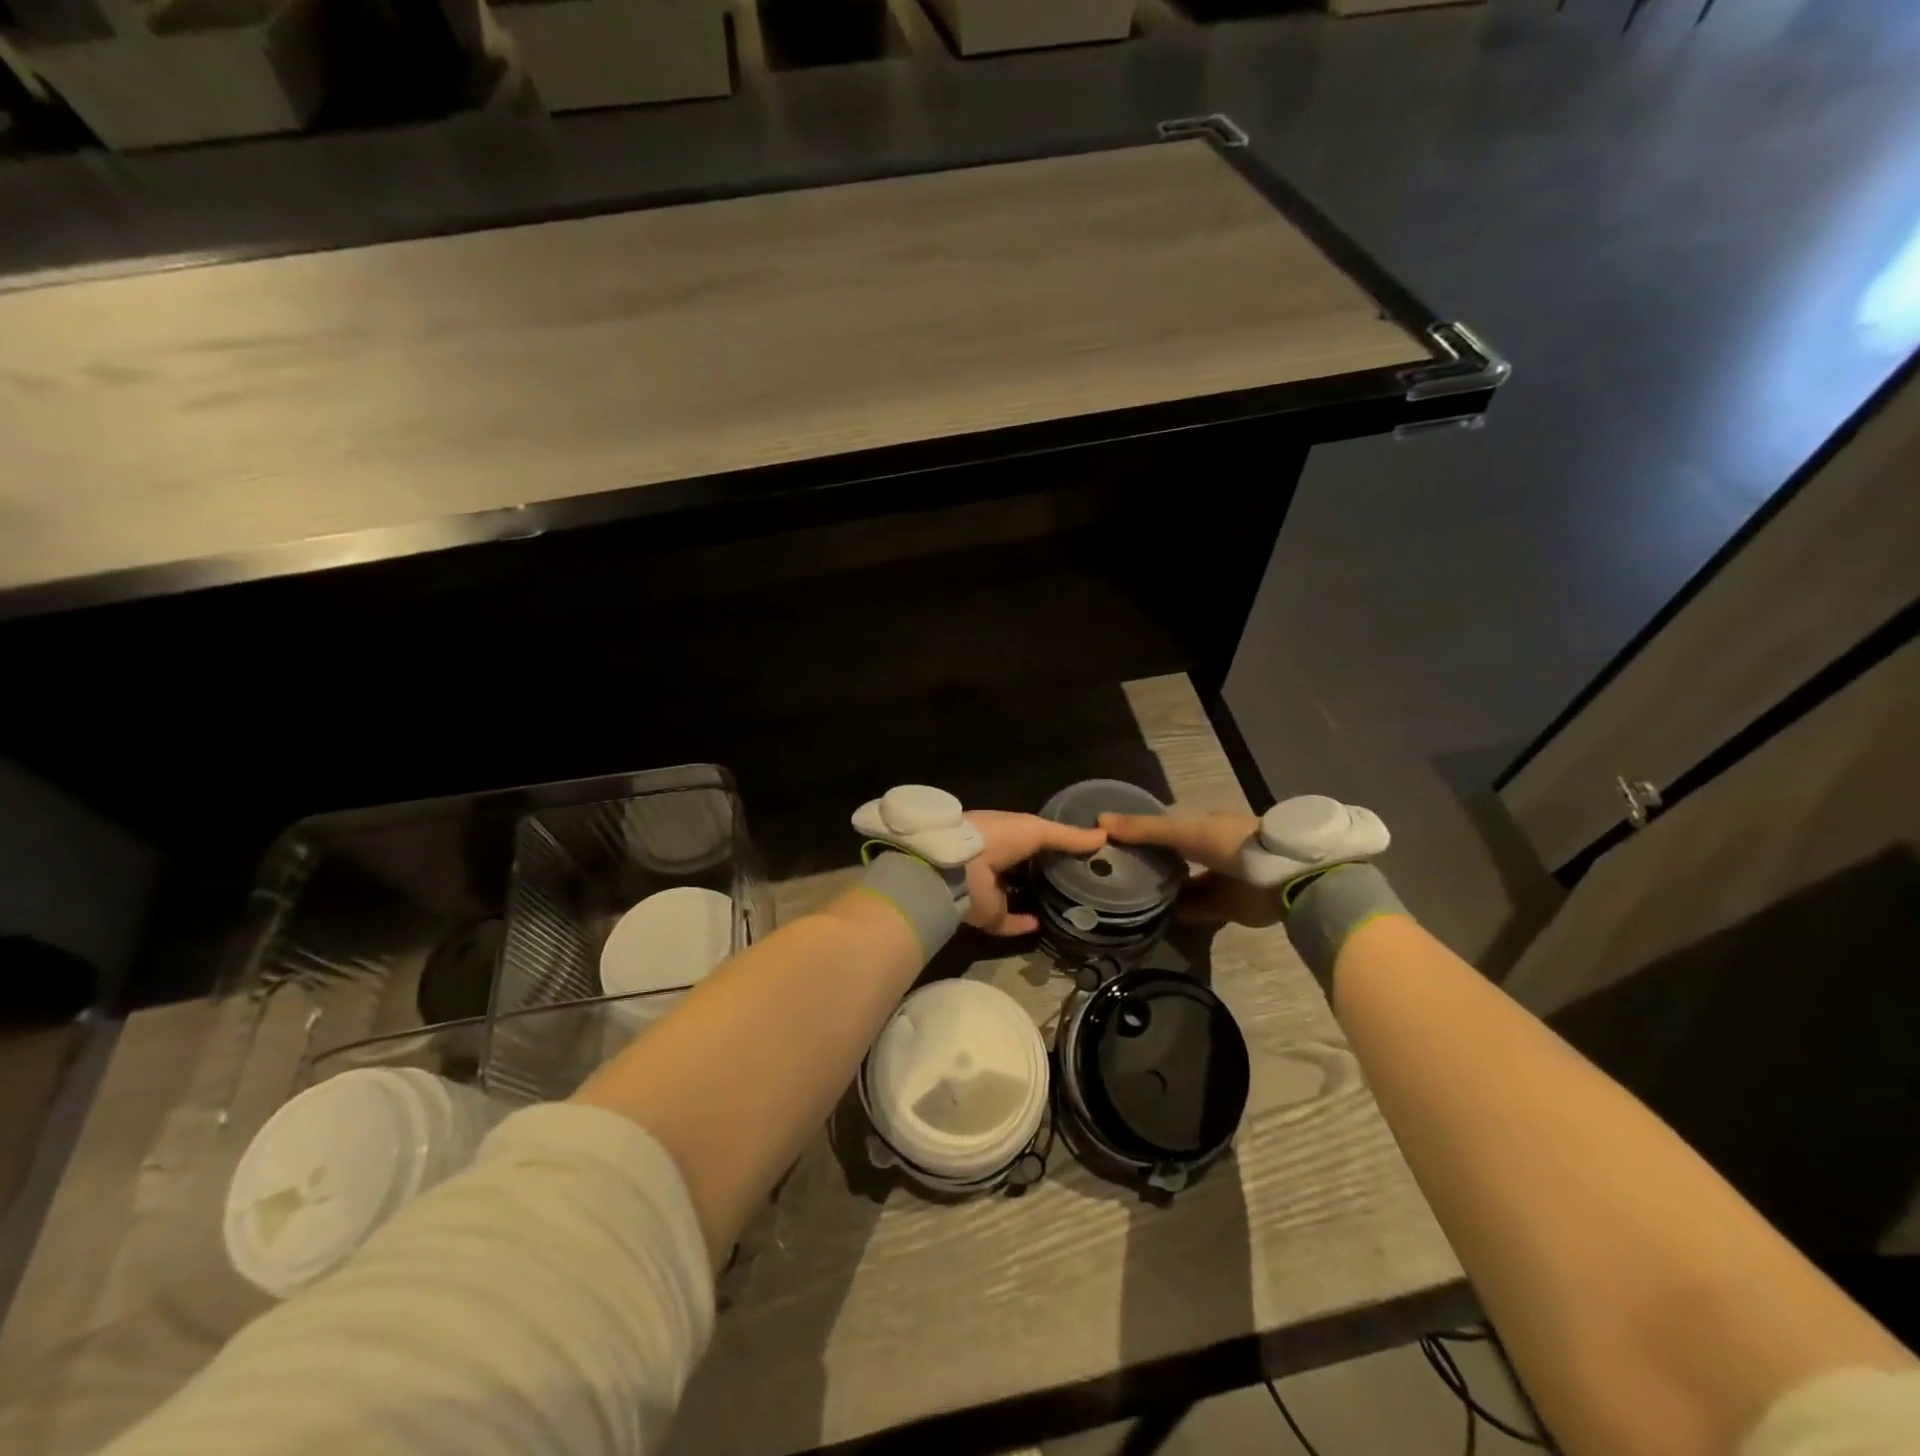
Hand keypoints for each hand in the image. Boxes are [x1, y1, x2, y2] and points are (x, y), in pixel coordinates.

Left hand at [962, 810, 1105, 935]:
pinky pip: (1010, 923)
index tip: (1083, 854)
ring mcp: (991, 891)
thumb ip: (1068, 836)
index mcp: (1003, 836)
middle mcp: (995, 862)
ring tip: (1071, 905)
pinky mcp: (989, 916)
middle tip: (1082, 883)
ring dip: (1038, 901)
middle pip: (1025, 870)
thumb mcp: (1037, 829)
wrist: (960, 869)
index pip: (1031, 841)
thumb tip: (1104, 836)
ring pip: (1018, 897)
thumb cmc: (997, 838)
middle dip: (1048, 875)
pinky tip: (1048, 923)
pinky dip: (1026, 925)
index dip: (1055, 846)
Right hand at [1099, 809, 1280, 927]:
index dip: (1140, 833)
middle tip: (1114, 873)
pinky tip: (1152, 917)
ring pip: (1183, 885)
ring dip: (1162, 891)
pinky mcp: (1226, 907)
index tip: (1112, 843)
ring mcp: (1219, 879)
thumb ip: (1144, 829)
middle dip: (1149, 864)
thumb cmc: (1230, 842)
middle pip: (1173, 857)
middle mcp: (1211, 850)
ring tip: (1128, 897)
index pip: (1165, 828)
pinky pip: (1195, 910)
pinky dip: (1177, 913)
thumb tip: (1098, 821)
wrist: (1281, 877)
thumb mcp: (1182, 831)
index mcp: (1203, 825)